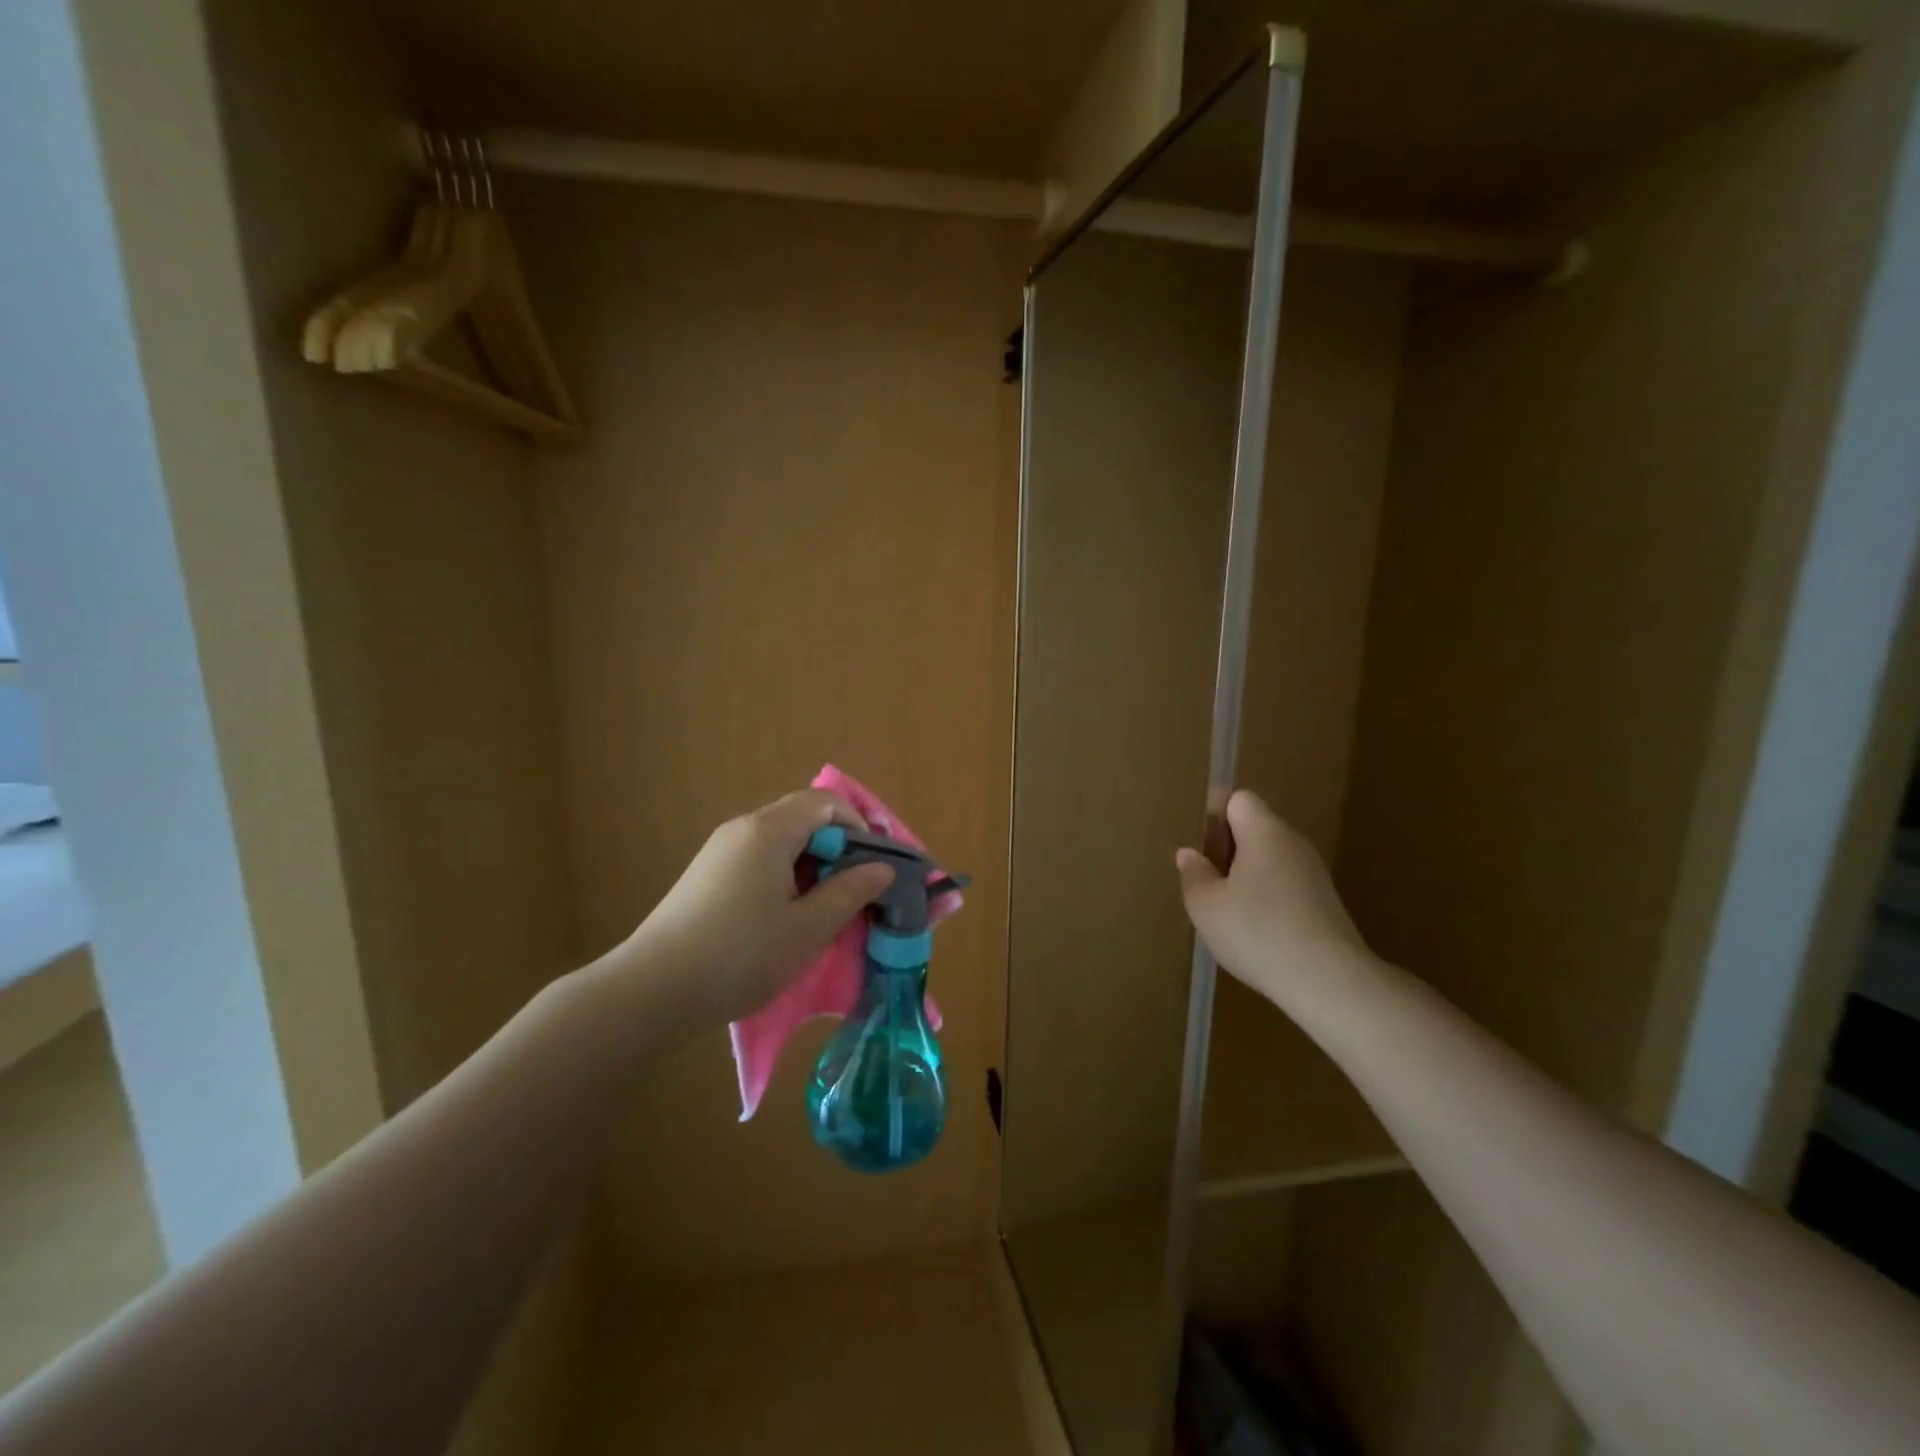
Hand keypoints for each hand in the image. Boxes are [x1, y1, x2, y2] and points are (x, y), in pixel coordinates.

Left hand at [618, 789, 895, 1028]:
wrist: (652, 991)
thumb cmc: (740, 955)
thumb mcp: (808, 929)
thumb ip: (850, 893)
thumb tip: (881, 869)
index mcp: (769, 830)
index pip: (826, 802)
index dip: (859, 825)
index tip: (873, 865)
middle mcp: (742, 829)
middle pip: (803, 817)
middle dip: (837, 847)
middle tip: (855, 889)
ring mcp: (720, 851)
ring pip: (781, 840)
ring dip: (811, 865)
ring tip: (825, 908)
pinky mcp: (706, 875)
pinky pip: (759, 859)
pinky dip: (785, 876)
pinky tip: (786, 916)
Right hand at [1175, 790, 1372, 1010]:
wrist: (1329, 981)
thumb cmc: (1258, 932)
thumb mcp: (1206, 906)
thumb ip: (1194, 874)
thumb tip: (1190, 854)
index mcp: (1264, 831)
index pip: (1239, 799)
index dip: (1215, 816)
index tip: (1202, 850)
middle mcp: (1293, 843)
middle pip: (1255, 829)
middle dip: (1228, 850)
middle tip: (1208, 885)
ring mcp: (1314, 874)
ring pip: (1270, 860)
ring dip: (1246, 878)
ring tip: (1228, 913)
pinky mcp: (1325, 903)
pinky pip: (1286, 886)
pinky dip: (1267, 900)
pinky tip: (1256, 932)